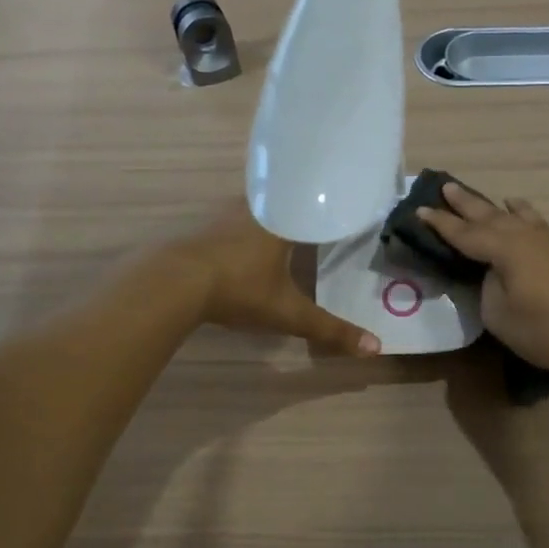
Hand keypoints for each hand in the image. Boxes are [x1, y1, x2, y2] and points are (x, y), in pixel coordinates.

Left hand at [166, 201, 381, 356]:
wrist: (173, 284)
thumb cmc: (239, 289)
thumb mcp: (288, 313)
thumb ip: (329, 329)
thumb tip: (375, 347)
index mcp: (282, 219)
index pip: (312, 202)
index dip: (328, 205)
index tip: (343, 207)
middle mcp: (255, 209)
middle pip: (285, 200)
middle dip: (300, 208)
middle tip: (317, 216)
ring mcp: (224, 216)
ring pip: (257, 207)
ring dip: (272, 215)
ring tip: (288, 226)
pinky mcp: (203, 228)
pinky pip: (234, 219)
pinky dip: (247, 227)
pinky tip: (248, 243)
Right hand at [419, 184, 548, 381]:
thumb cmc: (545, 331)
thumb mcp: (499, 315)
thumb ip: (489, 287)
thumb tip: (494, 272)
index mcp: (505, 249)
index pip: (465, 234)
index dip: (441, 224)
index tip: (420, 211)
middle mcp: (527, 236)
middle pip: (490, 215)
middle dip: (466, 204)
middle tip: (446, 187)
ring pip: (518, 215)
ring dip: (497, 207)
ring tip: (485, 199)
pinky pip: (538, 223)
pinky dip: (525, 214)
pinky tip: (525, 214)